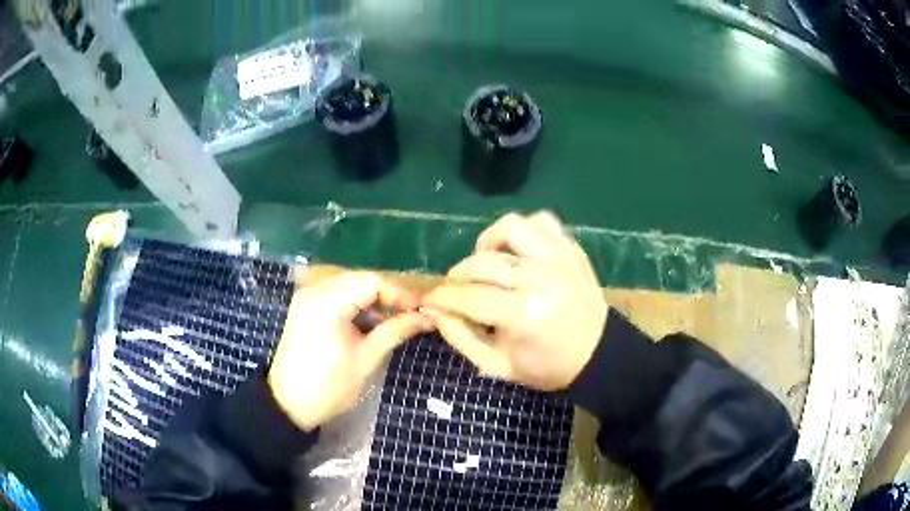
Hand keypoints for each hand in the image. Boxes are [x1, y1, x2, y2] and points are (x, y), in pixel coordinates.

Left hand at [268, 272, 431, 429]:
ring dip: (372, 299)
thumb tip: (427, 317)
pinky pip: (336, 295)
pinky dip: (356, 304)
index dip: (399, 293)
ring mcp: (307, 297)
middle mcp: (314, 291)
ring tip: (393, 319)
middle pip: (360, 279)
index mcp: (328, 302)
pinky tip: (369, 321)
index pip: (371, 282)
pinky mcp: (305, 307)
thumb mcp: (366, 359)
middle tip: (410, 314)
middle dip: (387, 295)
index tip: (420, 309)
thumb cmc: (329, 386)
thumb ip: (395, 331)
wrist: (289, 404)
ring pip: (349, 285)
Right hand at [422, 211, 607, 390]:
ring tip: (488, 263)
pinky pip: (541, 221)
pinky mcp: (571, 249)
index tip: (429, 300)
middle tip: (457, 290)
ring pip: (511, 227)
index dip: (441, 297)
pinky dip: (523, 231)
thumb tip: (431, 309)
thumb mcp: (496, 365)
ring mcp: (558, 258)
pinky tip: (516, 251)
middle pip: (482, 262)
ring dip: (489, 242)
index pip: (467, 296)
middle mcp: (539, 279)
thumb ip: (459, 336)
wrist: (596, 354)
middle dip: (458, 276)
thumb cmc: (544, 366)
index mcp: (522, 314)